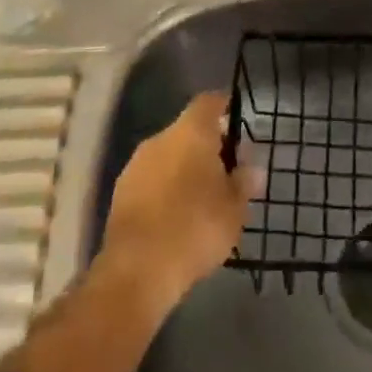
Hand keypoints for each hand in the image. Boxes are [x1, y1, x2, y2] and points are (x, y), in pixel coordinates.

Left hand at [99, 92, 259, 309]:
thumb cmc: (195, 228)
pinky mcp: (120, 192)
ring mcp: (136, 165)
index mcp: (191, 133)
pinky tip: (177, 212)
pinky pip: (152, 178)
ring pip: (168, 154)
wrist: (137, 269)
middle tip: (227, 168)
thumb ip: (244, 182)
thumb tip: (251, 168)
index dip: (224, 105)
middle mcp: (160, 139)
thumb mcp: (234, 208)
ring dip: (184, 166)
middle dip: (207, 144)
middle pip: (187, 129)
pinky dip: (166, 186)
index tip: (237, 117)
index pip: (208, 102)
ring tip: (203, 195)